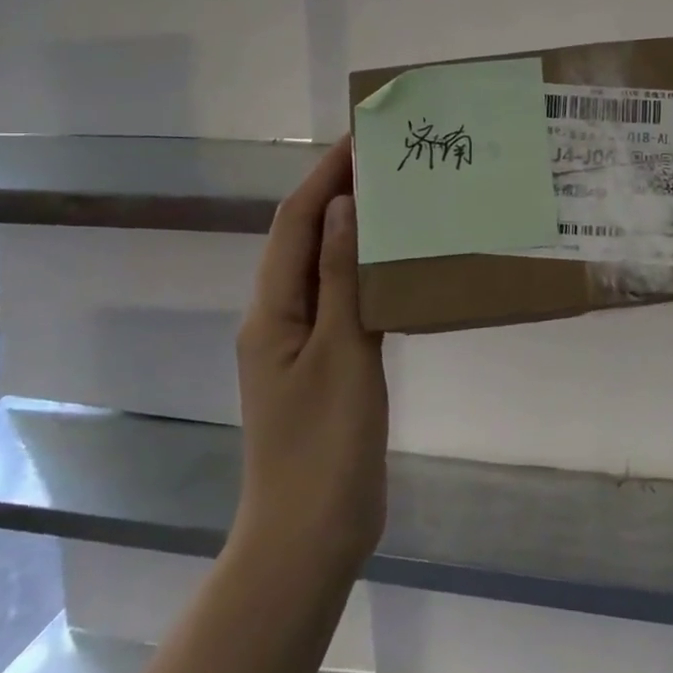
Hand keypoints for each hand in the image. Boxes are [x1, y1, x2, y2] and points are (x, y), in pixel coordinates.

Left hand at [234, 139, 387, 572]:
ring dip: (355, 231)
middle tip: (389, 163)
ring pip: (326, 269)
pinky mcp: (326, 365)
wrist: (312, 535)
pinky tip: (401, 267)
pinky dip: (367, 273)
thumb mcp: (341, 353)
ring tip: (400, 201)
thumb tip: (343, 205)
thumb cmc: (325, 444)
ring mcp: (302, 343)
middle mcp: (279, 317)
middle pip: (306, 239)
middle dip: (340, 193)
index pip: (295, 222)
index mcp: (271, 310)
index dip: (324, 175)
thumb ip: (341, 278)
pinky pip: (343, 301)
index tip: (361, 137)